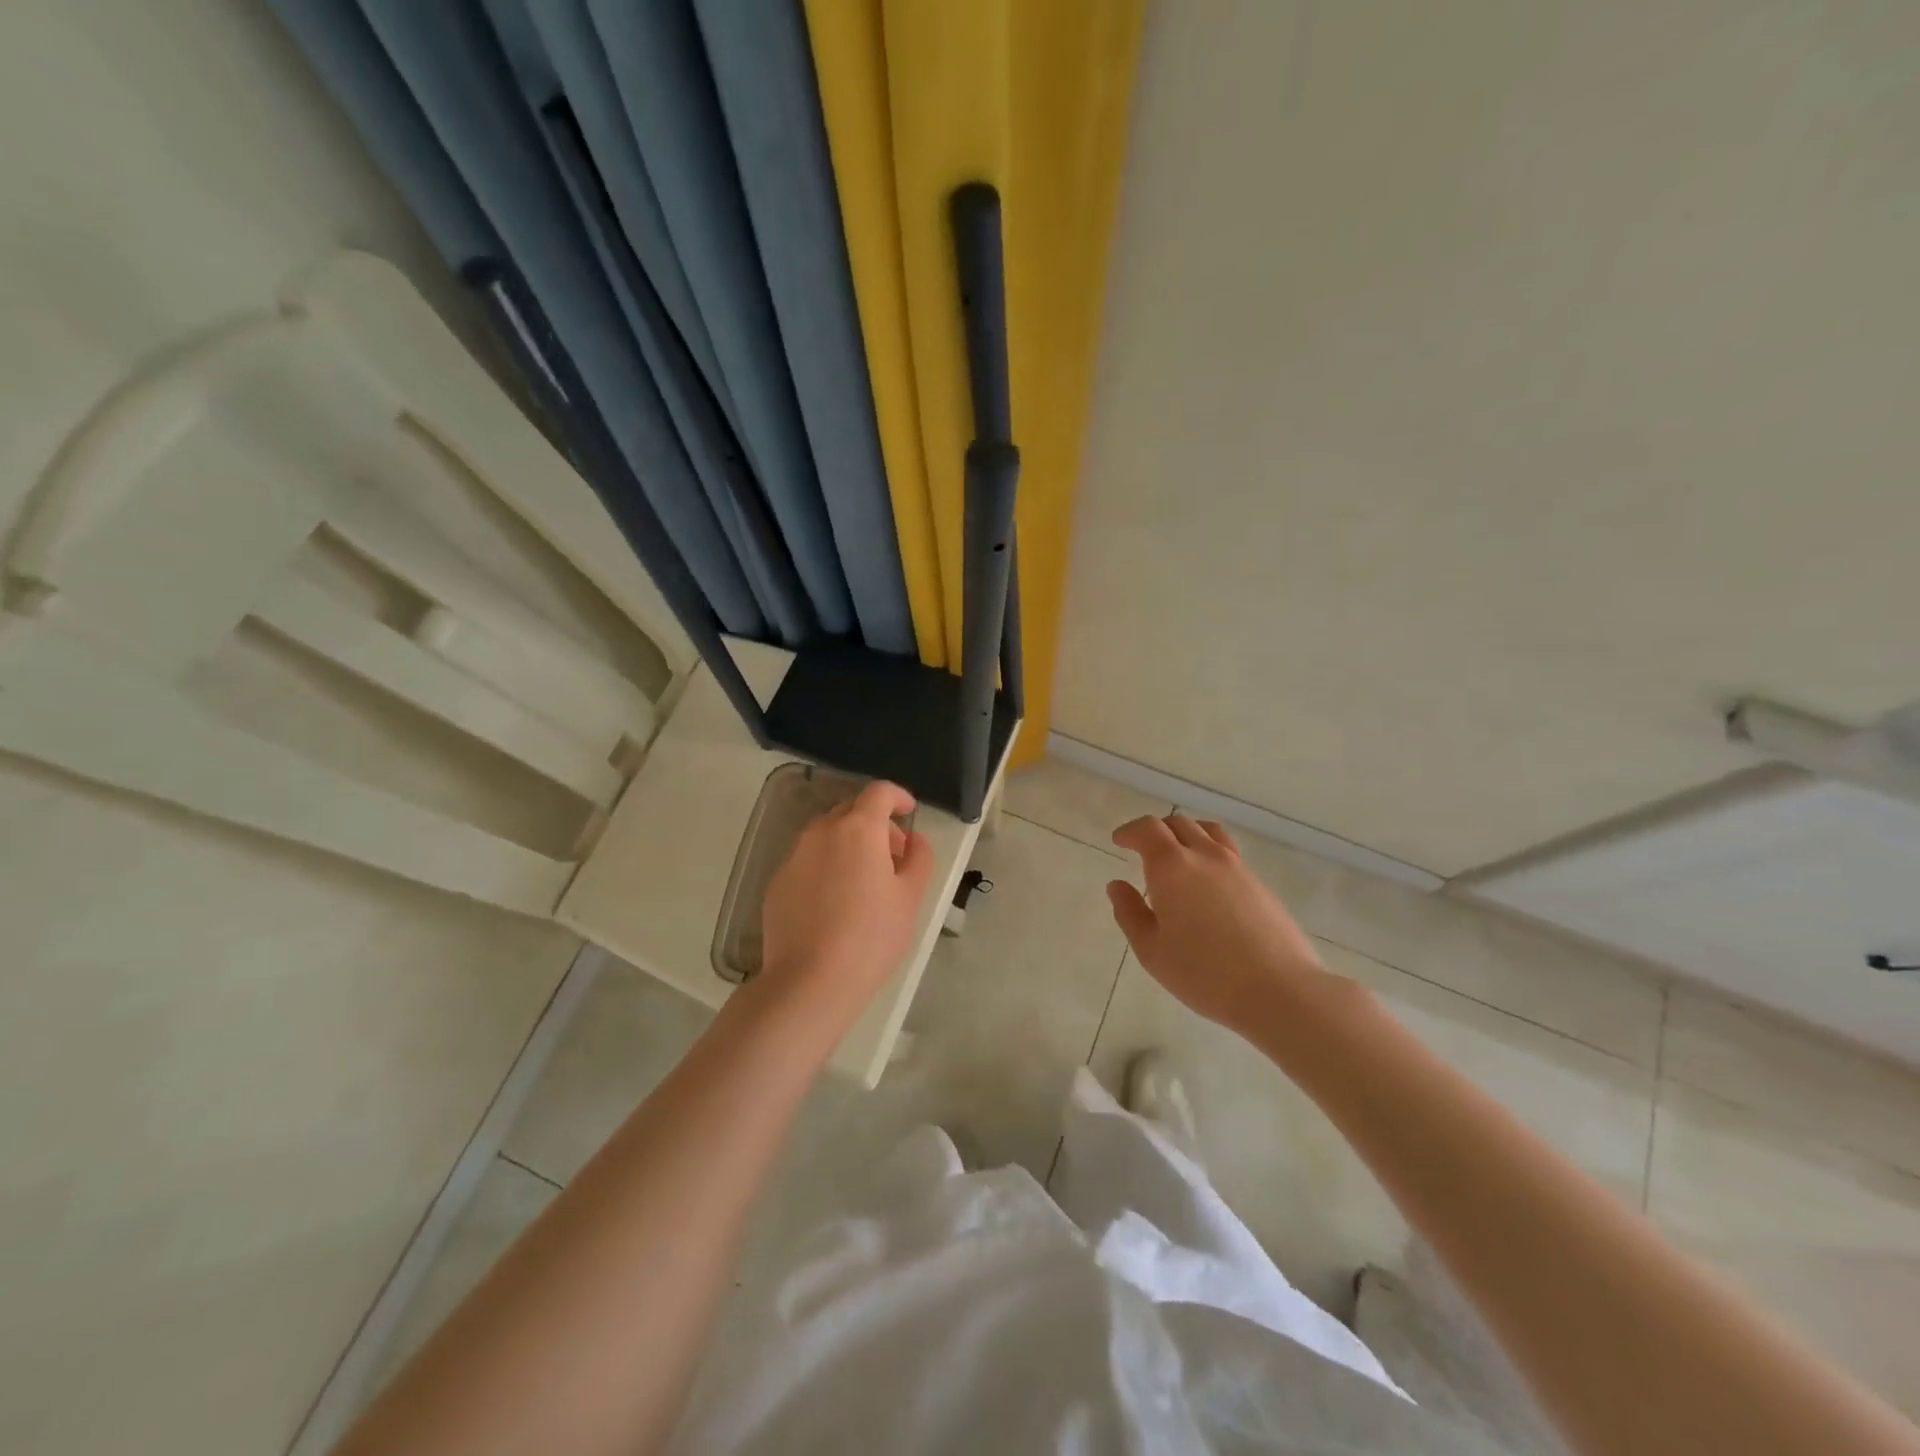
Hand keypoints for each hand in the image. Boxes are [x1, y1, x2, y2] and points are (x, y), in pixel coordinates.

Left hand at [758, 780, 934, 1032]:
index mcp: (859, 829)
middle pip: (851, 810)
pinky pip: (808, 861)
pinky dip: (826, 866)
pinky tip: (835, 903)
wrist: (809, 981)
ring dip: (849, 844)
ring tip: (864, 881)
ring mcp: (794, 857)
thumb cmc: (871, 936)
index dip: (897, 796)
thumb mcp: (910, 898)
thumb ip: (919, 858)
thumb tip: (914, 839)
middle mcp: (822, 832)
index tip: (909, 812)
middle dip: (875, 823)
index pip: (879, 792)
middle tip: (893, 855)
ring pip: (826, 835)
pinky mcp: (777, 883)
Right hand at [1106, 814, 1331, 1033]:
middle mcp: (1205, 856)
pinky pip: (1228, 852)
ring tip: (1178, 855)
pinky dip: (1209, 852)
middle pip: (1179, 823)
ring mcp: (1237, 867)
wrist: (1278, 990)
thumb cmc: (1204, 973)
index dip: (1130, 831)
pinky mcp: (1259, 883)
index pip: (1148, 829)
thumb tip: (1117, 885)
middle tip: (1143, 848)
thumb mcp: (1151, 950)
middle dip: (1156, 830)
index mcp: (1172, 867)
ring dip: (1186, 834)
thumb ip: (1129, 913)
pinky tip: (1207, 882)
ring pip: (1208, 832)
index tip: (1120, 841)